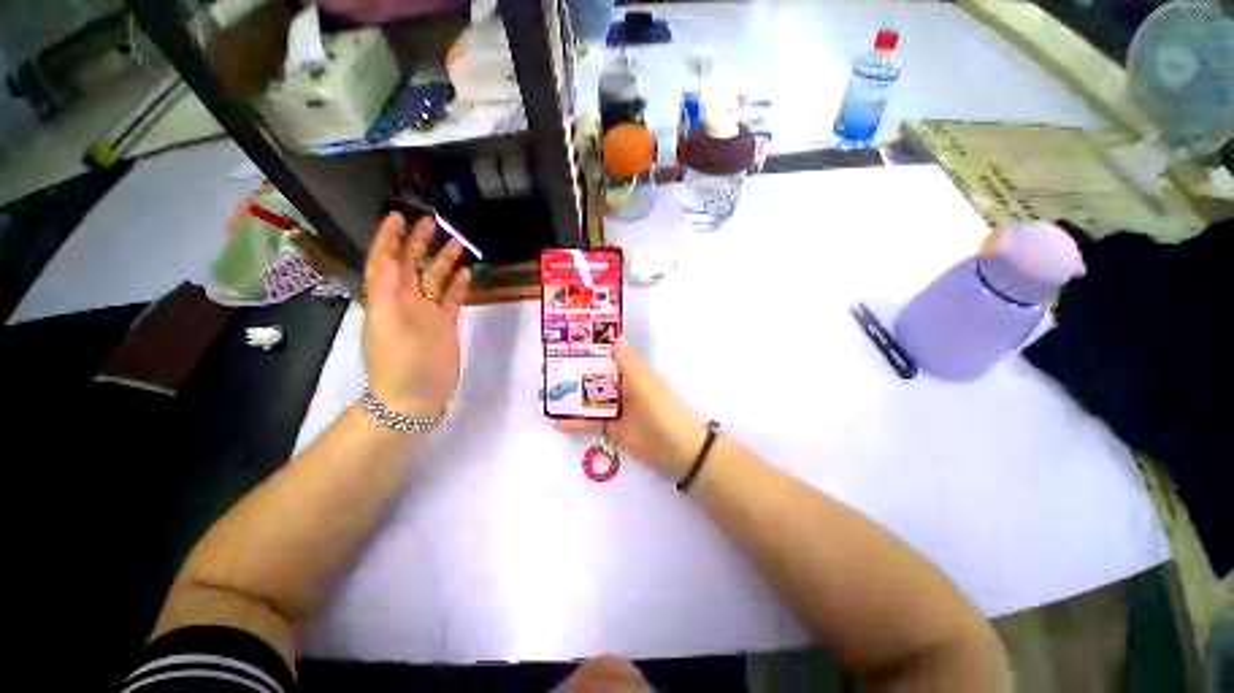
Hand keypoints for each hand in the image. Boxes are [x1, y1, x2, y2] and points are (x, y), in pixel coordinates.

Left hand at [362, 212, 470, 415]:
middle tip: (431, 221)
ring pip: (434, 278)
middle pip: (410, 264)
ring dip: (443, 259)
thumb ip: (385, 286)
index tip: (398, 216)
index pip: (385, 260)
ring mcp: (426, 313)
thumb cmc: (396, 362)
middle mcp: (405, 300)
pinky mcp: (444, 326)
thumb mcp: (386, 321)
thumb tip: (388, 253)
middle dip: (418, 241)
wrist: (413, 401)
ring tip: (457, 241)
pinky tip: (468, 271)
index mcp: (386, 297)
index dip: (388, 238)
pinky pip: (452, 298)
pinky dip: (458, 284)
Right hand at [555, 339, 708, 479]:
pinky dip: (575, 422)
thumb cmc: (664, 413)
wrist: (679, 452)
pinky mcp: (614, 429)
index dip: (590, 349)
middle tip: (545, 368)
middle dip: (574, 372)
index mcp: (634, 373)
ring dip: (571, 397)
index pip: (609, 355)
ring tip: (543, 393)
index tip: (565, 341)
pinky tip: (556, 422)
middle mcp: (625, 388)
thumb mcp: (646, 385)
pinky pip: (591, 422)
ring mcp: (619, 409)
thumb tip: (614, 337)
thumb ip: (629, 363)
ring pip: (590, 399)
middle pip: (595, 377)